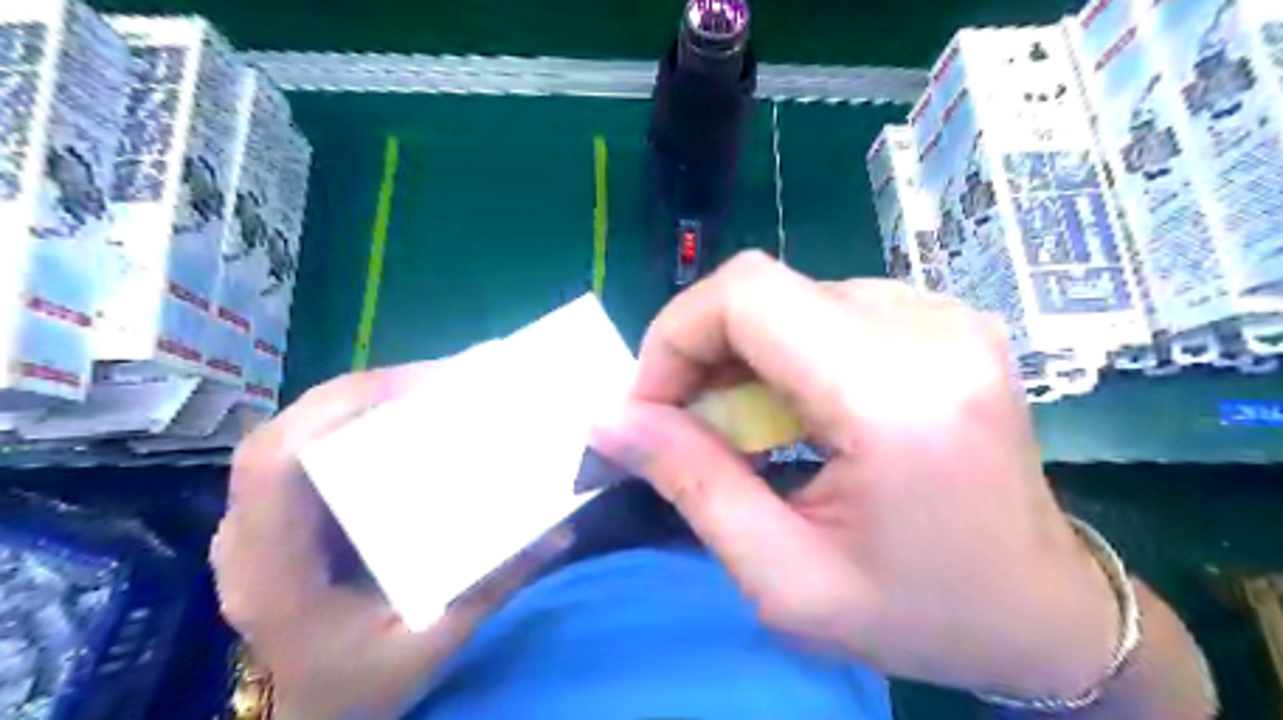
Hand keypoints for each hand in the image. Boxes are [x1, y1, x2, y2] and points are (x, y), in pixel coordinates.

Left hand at [210, 367, 569, 719]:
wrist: (307, 714)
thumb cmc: (358, 687)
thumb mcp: (433, 644)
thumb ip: (492, 586)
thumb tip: (558, 530)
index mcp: (275, 571)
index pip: (276, 464)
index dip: (338, 410)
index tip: (416, 389)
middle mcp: (249, 535)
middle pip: (285, 432)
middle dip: (362, 393)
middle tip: (439, 380)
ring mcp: (256, 521)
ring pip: (293, 431)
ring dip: (359, 401)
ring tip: (426, 391)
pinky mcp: (277, 515)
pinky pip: (306, 446)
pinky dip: (353, 420)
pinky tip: (400, 420)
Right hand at [598, 251, 1118, 698]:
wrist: (1044, 610)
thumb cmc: (920, 614)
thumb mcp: (785, 578)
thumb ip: (691, 485)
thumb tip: (611, 420)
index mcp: (894, 396)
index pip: (748, 296)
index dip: (676, 336)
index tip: (652, 407)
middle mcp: (928, 331)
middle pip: (764, 289)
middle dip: (701, 350)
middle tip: (684, 423)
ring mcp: (945, 315)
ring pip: (792, 297)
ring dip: (742, 354)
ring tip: (740, 425)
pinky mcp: (945, 320)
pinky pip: (830, 308)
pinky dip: (785, 350)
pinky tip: (792, 407)